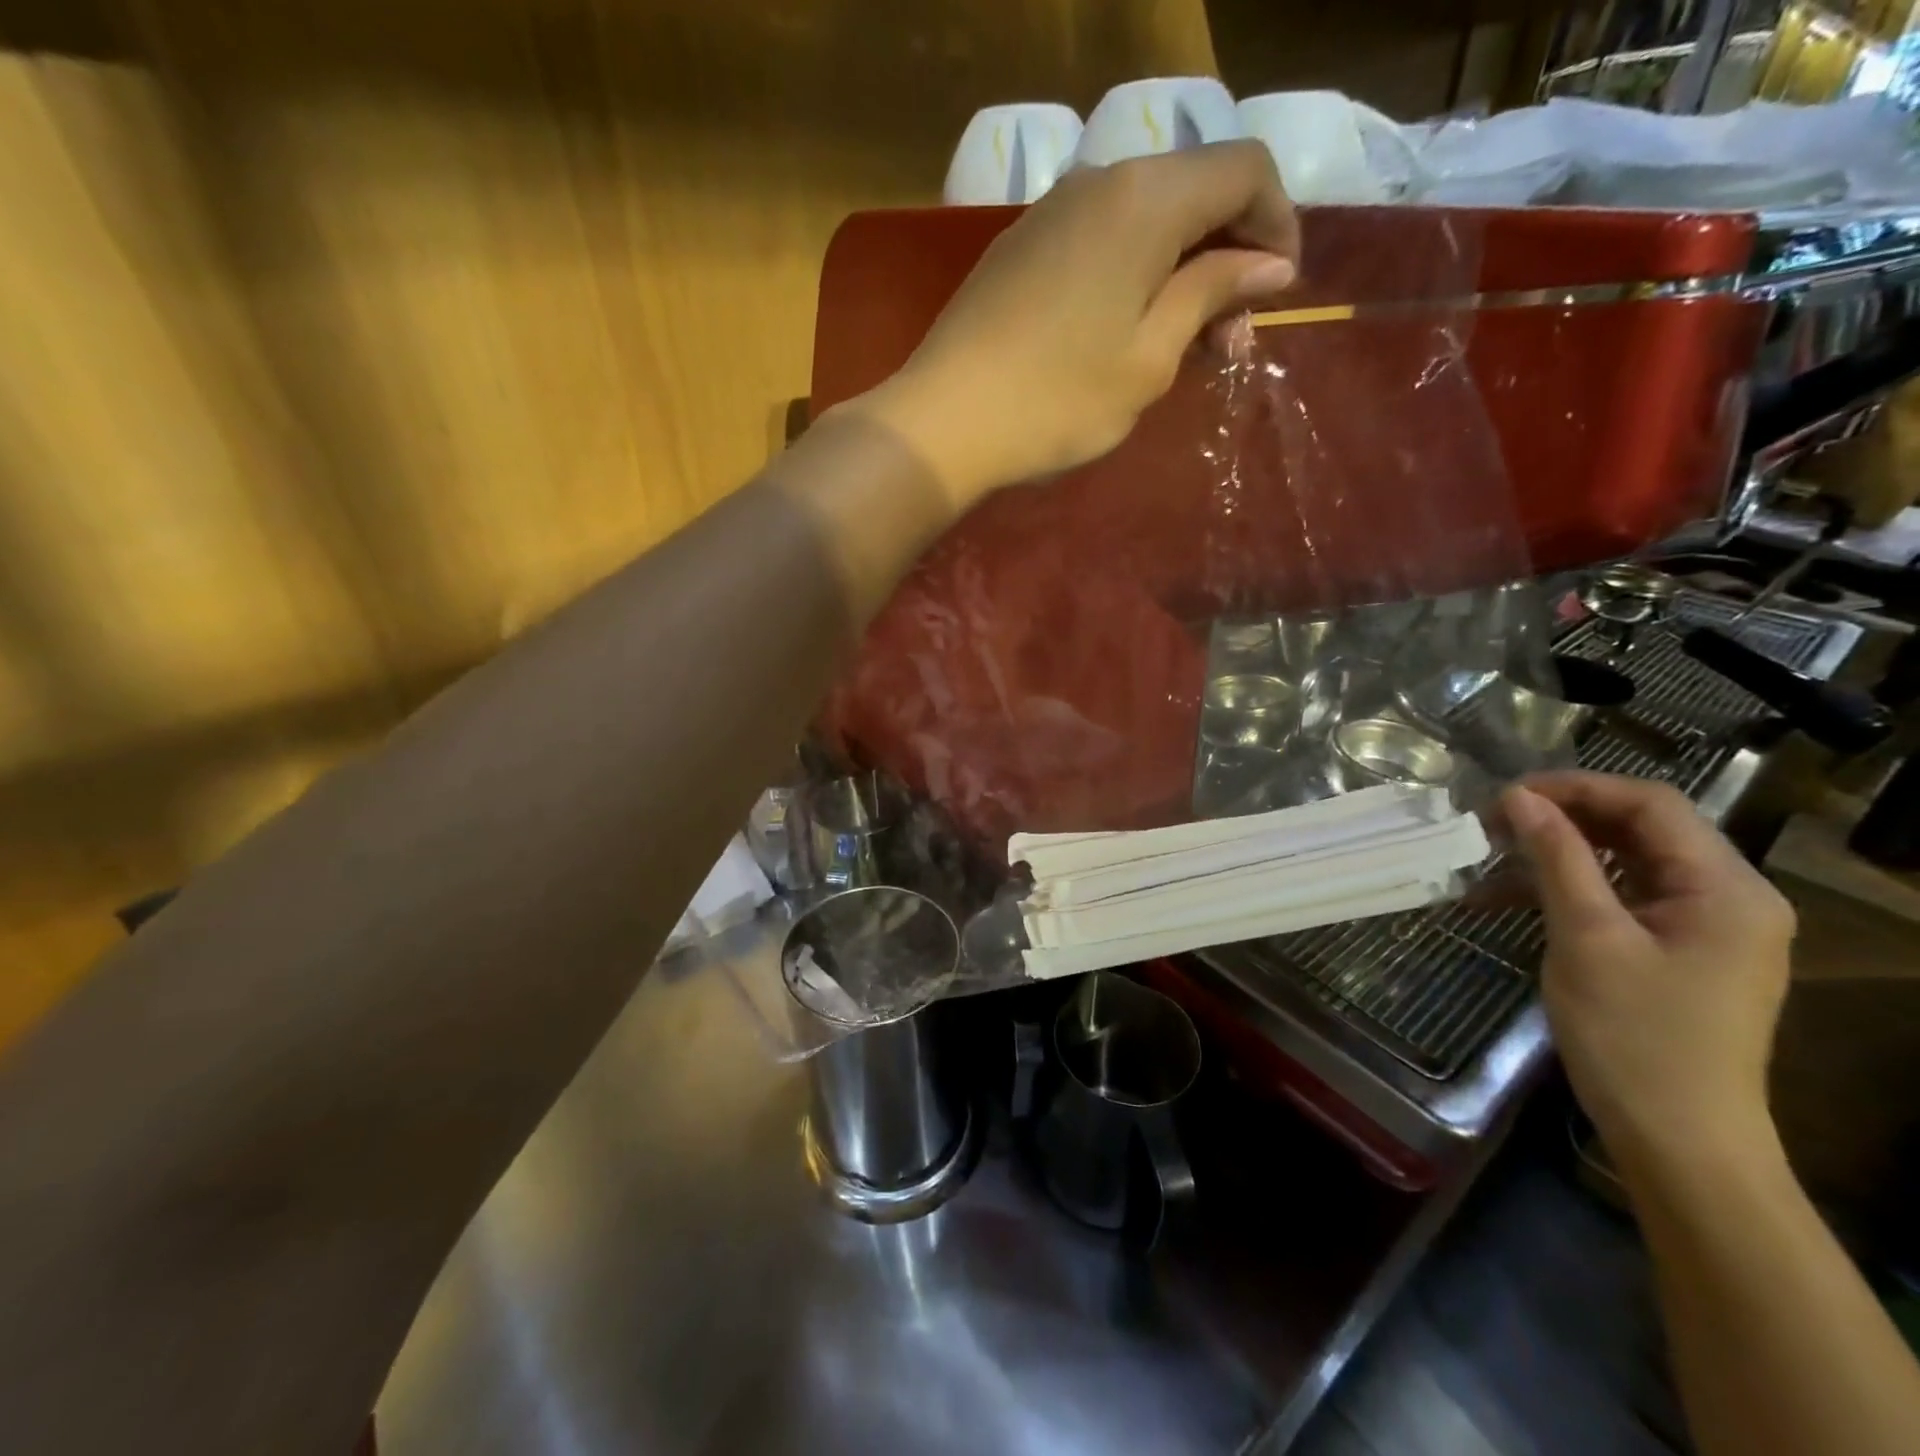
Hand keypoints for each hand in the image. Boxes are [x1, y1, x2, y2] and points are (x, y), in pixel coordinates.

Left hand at [851, 141, 1297, 507]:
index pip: (1245, 170)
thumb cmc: (1058, 400)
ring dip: (1180, 273)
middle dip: (1229, 257)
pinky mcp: (1021, 248)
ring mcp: (1052, 212)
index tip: (1279, 294)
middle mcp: (1100, 181)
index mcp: (1146, 198)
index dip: (1278, 223)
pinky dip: (1134, 277)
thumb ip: (1212, 294)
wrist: (944, 421)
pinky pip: (1100, 242)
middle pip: (1193, 192)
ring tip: (1185, 348)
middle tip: (1230, 342)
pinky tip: (1130, 333)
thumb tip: (1268, 264)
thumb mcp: (1150, 357)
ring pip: (1145, 221)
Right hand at [1501, 772, 1794, 1170]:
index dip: (1575, 787)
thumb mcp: (1587, 938)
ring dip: (1558, 852)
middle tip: (1490, 822)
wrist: (1680, 1140)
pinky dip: (1569, 887)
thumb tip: (1519, 797)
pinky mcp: (1678, 950)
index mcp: (1727, 889)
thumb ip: (1558, 859)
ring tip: (1491, 854)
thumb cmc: (1636, 1037)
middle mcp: (1729, 897)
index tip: (1505, 795)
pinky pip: (1622, 897)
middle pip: (1641, 828)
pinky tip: (1511, 895)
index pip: (1651, 804)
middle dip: (1562, 817)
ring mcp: (1705, 926)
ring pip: (1626, 861)